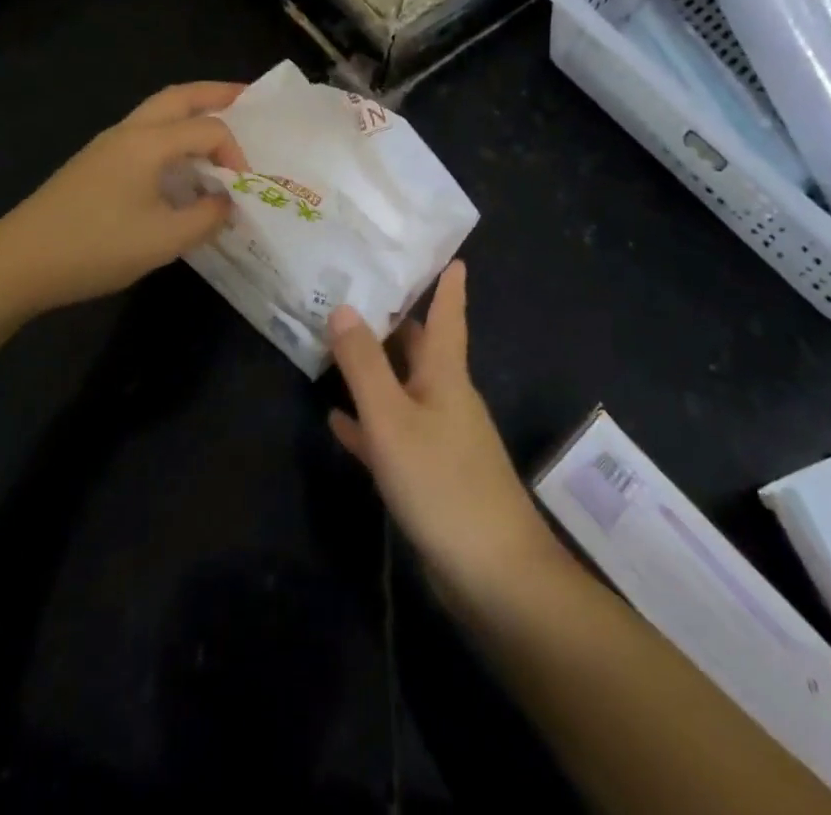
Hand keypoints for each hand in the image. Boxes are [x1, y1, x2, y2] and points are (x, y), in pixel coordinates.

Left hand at [0, 81, 248, 313]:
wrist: (19, 262)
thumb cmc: (95, 247)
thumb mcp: (163, 240)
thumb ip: (206, 217)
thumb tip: (226, 202)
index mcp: (148, 142)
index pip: (208, 129)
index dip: (235, 153)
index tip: (243, 188)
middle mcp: (128, 132)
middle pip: (178, 96)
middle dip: (215, 93)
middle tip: (246, 97)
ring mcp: (106, 145)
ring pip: (157, 111)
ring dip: (190, 111)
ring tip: (218, 122)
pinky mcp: (94, 163)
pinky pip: (143, 133)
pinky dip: (171, 133)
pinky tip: (177, 162)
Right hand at [328, 263, 564, 605]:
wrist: (493, 576)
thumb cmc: (442, 483)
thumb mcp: (392, 419)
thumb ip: (364, 365)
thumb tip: (344, 307)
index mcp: (445, 376)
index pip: (448, 316)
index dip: (448, 286)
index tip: (450, 255)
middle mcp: (446, 398)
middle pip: (420, 349)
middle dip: (395, 322)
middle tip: (360, 291)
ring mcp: (440, 438)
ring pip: (403, 389)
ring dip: (375, 370)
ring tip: (338, 345)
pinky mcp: (430, 475)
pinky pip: (394, 434)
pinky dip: (369, 422)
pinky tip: (338, 420)